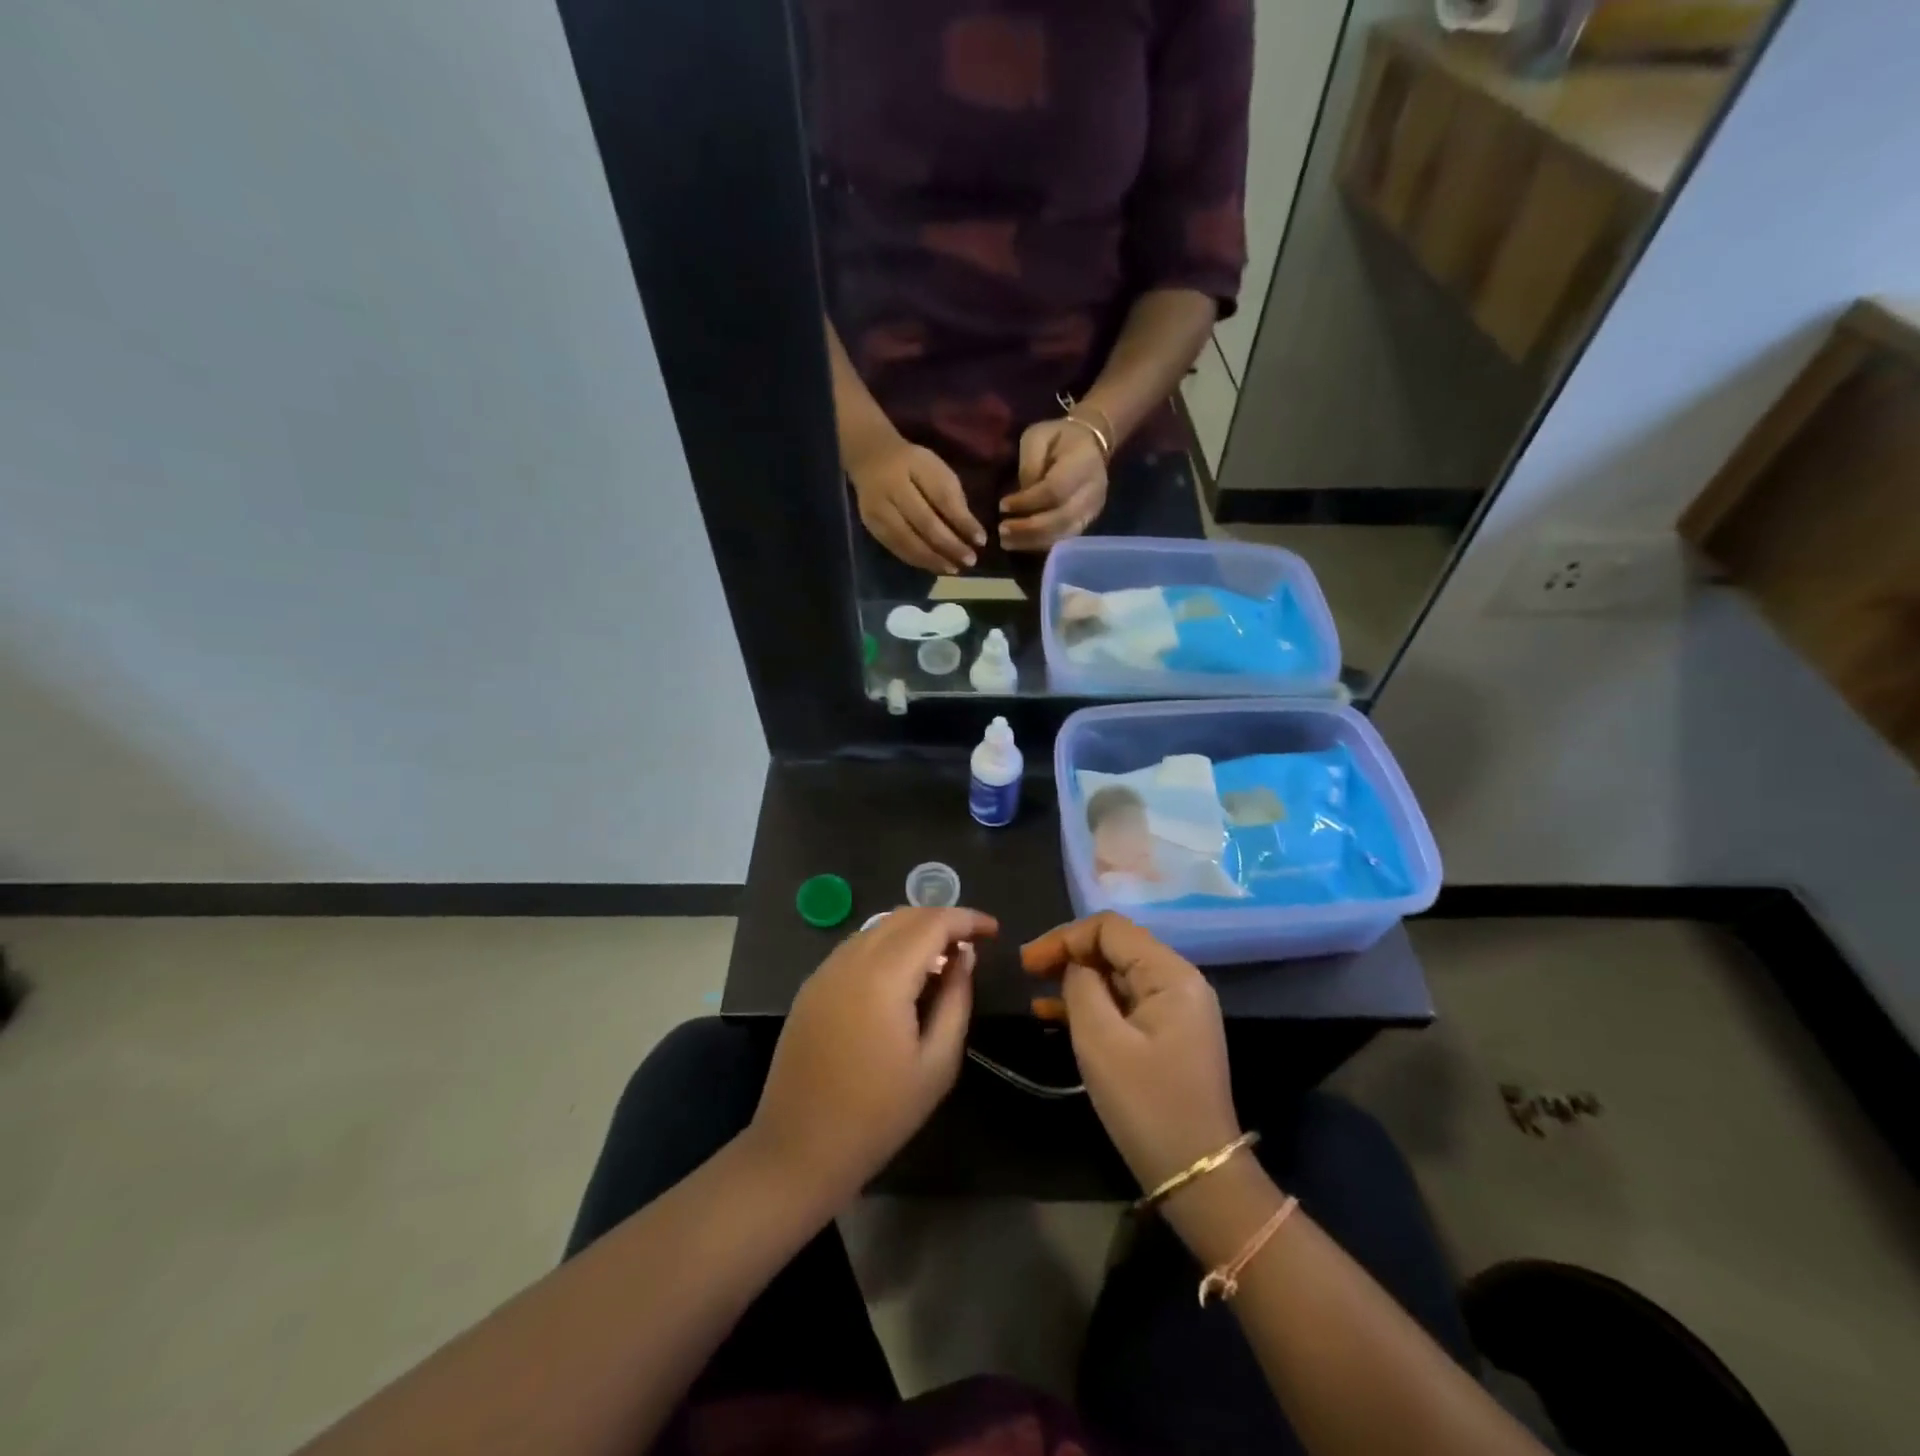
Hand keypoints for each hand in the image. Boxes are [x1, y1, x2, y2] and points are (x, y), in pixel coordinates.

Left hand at [748, 906, 996, 1209]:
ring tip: (940, 962)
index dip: (967, 919)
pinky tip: (901, 978)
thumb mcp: (936, 1064)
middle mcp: (850, 960)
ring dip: (913, 932)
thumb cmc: (878, 1114)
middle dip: (941, 920)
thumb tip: (964, 957)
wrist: (799, 1150)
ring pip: (877, 928)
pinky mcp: (811, 987)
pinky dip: (886, 947)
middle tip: (970, 946)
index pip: (932, 923)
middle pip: (903, 916)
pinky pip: (856, 948)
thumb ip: (956, 1000)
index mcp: (884, 976)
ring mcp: (825, 971)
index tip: (993, 930)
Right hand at [847, 431, 985, 573]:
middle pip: (925, 523)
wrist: (870, 458)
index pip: (942, 497)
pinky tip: (934, 566)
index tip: (981, 540)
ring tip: (953, 569)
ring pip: (908, 541)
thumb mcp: (936, 469)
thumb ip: (952, 498)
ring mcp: (878, 509)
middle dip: (950, 545)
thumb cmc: (913, 465)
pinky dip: (918, 560)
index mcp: (914, 466)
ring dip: (934, 559)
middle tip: (970, 561)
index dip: (963, 521)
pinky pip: (897, 548)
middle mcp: (892, 488)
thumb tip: (970, 533)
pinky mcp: (872, 526)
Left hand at [999, 418, 1108, 551]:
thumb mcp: (1037, 437)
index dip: (1027, 502)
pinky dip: (1041, 544)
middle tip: (1001, 531)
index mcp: (1082, 464)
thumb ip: (1029, 465)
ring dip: (1032, 542)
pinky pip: (1064, 540)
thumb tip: (1020, 498)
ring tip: (1007, 542)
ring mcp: (1092, 511)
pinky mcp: (1088, 522)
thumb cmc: (1059, 438)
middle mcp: (1092, 492)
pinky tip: (1022, 543)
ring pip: (1063, 535)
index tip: (1002, 506)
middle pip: (1060, 519)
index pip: (1054, 491)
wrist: (1091, 443)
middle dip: (1027, 529)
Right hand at [1021, 913, 1238, 1194]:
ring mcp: (1176, 1009)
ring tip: (1036, 991)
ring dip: (1077, 979)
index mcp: (1170, 974)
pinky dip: (1092, 1003)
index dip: (1065, 937)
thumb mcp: (1101, 1042)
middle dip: (1069, 953)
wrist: (1197, 1175)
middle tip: (1027, 971)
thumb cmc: (1147, 1105)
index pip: (1111, 928)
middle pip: (1116, 947)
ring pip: (1117, 975)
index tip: (1028, 962)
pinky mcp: (1167, 1034)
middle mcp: (1178, 981)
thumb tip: (1074, 967)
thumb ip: (1081, 988)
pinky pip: (1124, 1003)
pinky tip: (1055, 1014)